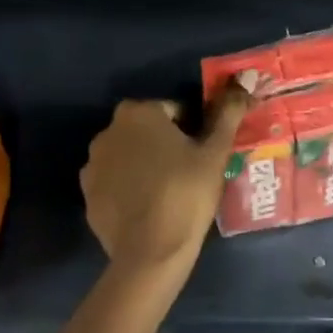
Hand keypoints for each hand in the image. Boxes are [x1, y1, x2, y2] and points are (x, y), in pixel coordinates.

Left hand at [80, 76, 253, 273]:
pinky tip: (148, 208)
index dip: (194, 131)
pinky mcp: (87, 195)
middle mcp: (108, 131)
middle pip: (148, 132)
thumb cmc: (186, 193)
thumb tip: (244, 79)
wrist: (150, 253)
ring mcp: (92, 164)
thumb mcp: (215, 152)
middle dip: (167, 145)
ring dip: (146, 165)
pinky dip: (129, 188)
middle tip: (191, 173)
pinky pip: (114, 182)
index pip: (175, 111)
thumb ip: (228, 112)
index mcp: (138, 112)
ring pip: (130, 156)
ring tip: (170, 193)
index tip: (204, 155)